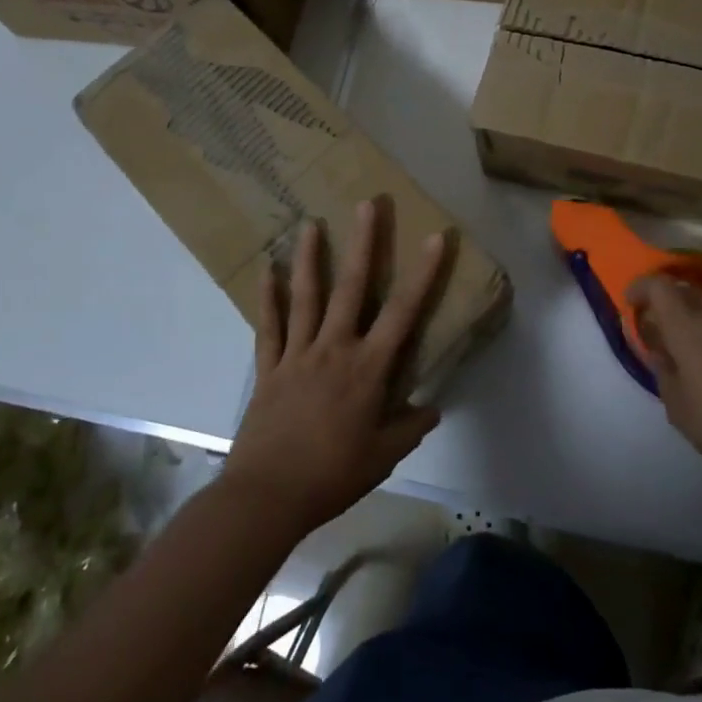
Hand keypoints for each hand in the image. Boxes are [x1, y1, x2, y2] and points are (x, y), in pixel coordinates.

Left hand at [218, 200, 446, 537]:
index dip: (423, 273)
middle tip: (367, 204)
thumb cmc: (332, 476)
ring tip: (310, 223)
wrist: (267, 497)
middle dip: (363, 244)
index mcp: (367, 368)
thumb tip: (433, 409)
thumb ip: (410, 428)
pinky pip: (269, 327)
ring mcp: (297, 354)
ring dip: (310, 258)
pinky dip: (268, 298)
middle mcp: (334, 349)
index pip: (403, 312)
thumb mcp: (382, 457)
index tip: (435, 237)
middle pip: (351, 288)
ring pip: (306, 297)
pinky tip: (267, 270)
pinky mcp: (269, 368)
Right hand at [628, 275, 701, 495]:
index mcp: (689, 328)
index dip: (641, 288)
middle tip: (659, 333)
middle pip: (686, 292)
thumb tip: (661, 350)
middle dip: (667, 305)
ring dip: (695, 322)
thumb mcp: (678, 407)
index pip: (659, 286)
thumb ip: (663, 370)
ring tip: (691, 357)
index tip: (632, 304)